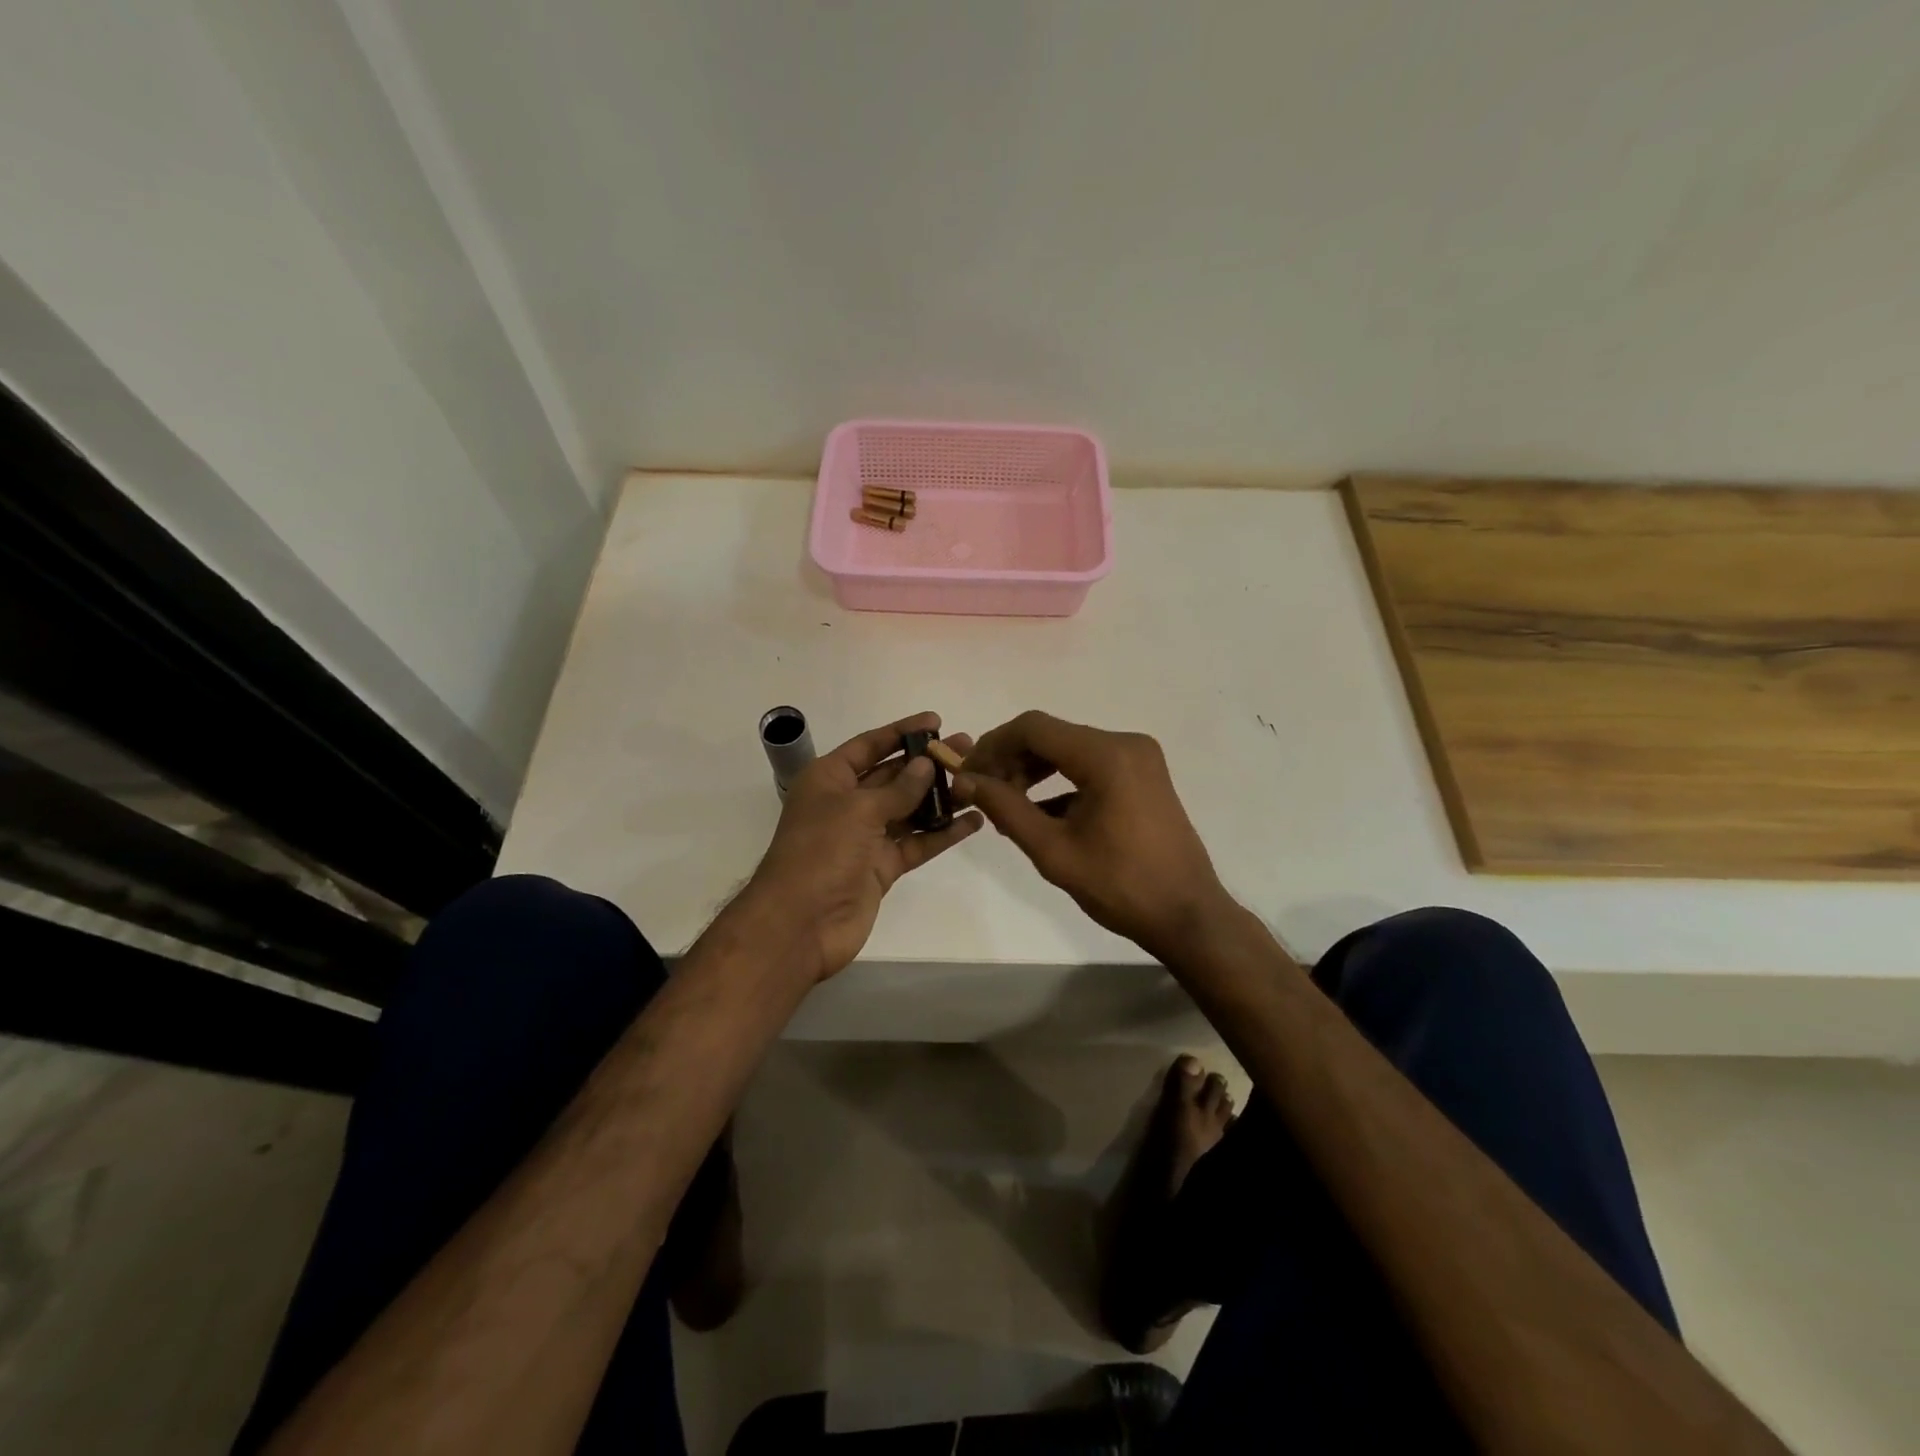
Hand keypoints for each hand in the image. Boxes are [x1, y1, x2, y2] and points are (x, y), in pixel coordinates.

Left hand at [745, 711, 981, 981]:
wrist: (801, 923)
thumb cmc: (821, 851)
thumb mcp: (858, 809)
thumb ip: (898, 789)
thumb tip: (925, 765)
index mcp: (829, 779)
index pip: (869, 745)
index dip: (902, 731)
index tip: (936, 720)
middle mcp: (847, 803)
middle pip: (893, 775)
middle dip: (928, 763)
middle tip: (967, 748)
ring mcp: (865, 837)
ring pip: (909, 809)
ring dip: (940, 796)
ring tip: (977, 781)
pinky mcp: (882, 866)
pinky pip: (917, 843)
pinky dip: (943, 833)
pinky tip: (972, 821)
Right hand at [952, 711, 1230, 961]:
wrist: (1187, 916)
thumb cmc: (1120, 886)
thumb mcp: (1053, 850)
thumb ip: (1005, 808)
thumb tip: (964, 780)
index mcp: (1107, 755)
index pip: (1033, 728)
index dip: (992, 745)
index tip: (966, 774)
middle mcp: (1125, 743)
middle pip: (1051, 735)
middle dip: (1011, 759)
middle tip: (981, 792)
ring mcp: (1138, 757)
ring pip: (1068, 749)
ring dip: (1033, 770)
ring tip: (1005, 805)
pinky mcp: (1142, 774)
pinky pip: (1089, 765)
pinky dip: (1060, 782)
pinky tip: (1038, 813)